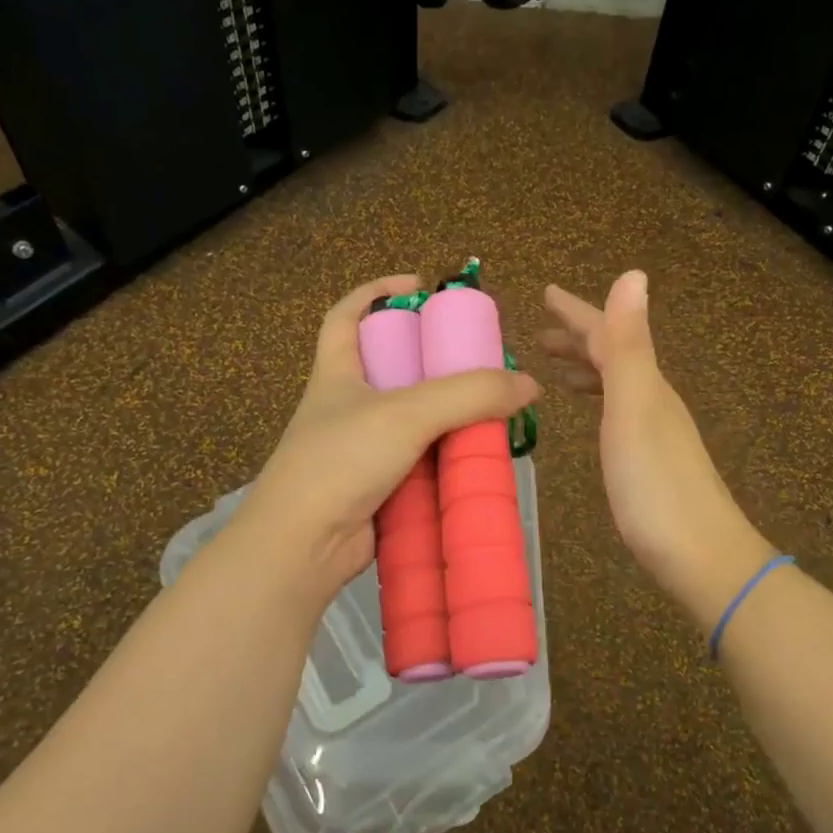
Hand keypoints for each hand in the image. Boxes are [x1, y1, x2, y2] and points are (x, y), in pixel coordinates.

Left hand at [235, 274, 541, 607]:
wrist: (303, 547)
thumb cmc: (341, 461)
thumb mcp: (406, 413)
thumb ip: (469, 394)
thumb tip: (529, 385)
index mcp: (337, 373)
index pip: (346, 316)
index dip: (375, 291)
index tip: (418, 285)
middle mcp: (349, 406)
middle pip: (393, 368)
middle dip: (433, 360)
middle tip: (477, 360)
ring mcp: (363, 450)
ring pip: (413, 420)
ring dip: (448, 415)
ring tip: (492, 409)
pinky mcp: (379, 488)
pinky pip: (420, 462)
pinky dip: (446, 458)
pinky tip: (478, 458)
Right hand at [541, 273, 771, 624]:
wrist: (702, 557)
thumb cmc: (655, 485)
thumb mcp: (635, 408)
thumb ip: (628, 346)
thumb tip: (633, 274)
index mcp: (645, 383)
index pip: (607, 333)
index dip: (576, 311)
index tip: (546, 292)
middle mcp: (653, 400)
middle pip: (614, 357)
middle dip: (578, 339)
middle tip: (542, 334)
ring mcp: (655, 433)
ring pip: (617, 387)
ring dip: (589, 370)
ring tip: (559, 372)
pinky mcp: (651, 464)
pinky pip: (620, 416)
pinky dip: (601, 404)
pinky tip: (595, 421)